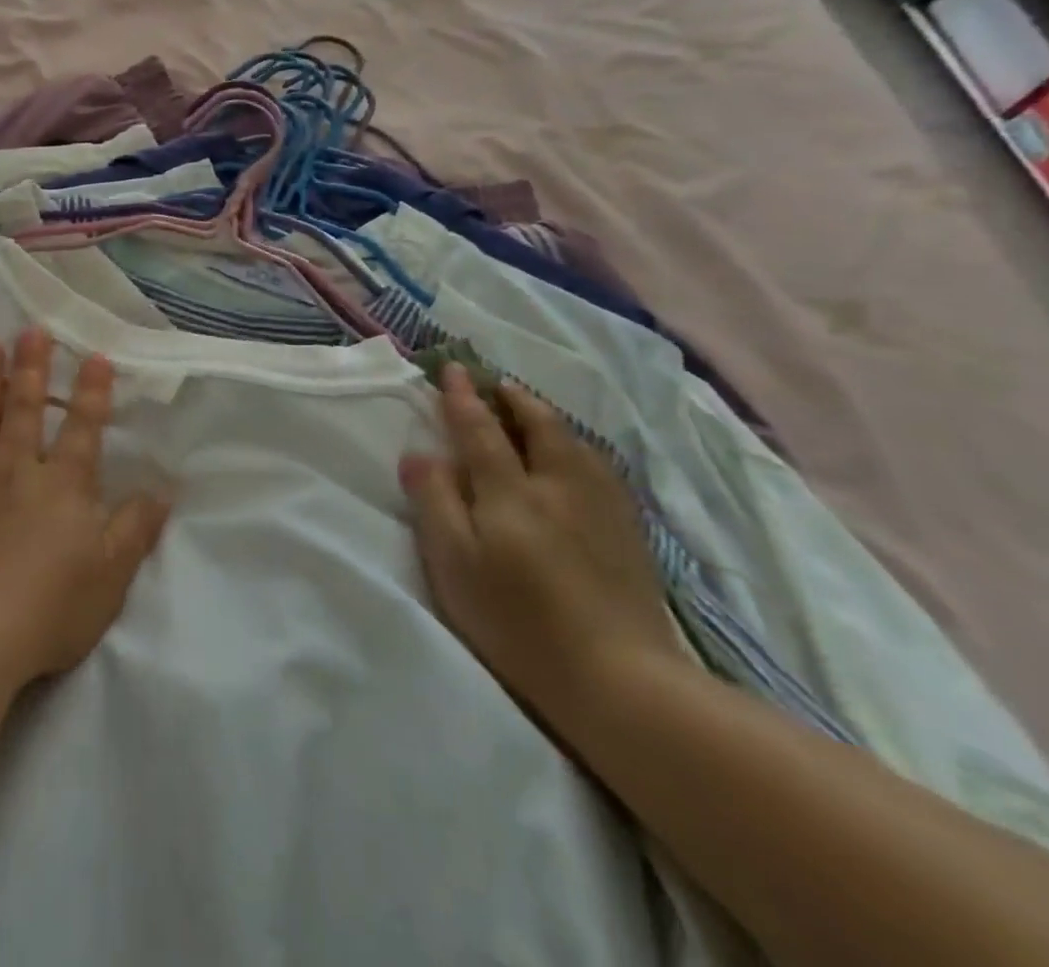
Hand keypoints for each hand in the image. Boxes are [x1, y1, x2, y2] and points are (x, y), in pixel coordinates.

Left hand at [0, 330, 171, 685]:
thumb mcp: (111, 576)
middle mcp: (15, 470)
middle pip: (25, 410)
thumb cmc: (48, 608)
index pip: (82, 428)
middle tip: (30, 330)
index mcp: (63, 486)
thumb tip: (163, 491)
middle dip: (31, 368)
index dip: (91, 392)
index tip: (93, 355)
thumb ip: (136, 529)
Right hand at [401, 364, 688, 725]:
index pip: (479, 428)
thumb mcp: (455, 564)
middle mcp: (558, 484)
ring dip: (547, 417)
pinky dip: (578, 447)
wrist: (621, 679)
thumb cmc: (518, 620)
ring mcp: (600, 507)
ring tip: (531, 410)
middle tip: (496, 383)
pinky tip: (577, 457)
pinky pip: (599, 467)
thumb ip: (435, 502)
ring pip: (574, 443)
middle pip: (538, 425)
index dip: (462, 397)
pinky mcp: (629, 533)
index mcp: (510, 490)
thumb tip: (419, 454)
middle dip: (513, 398)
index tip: (451, 368)